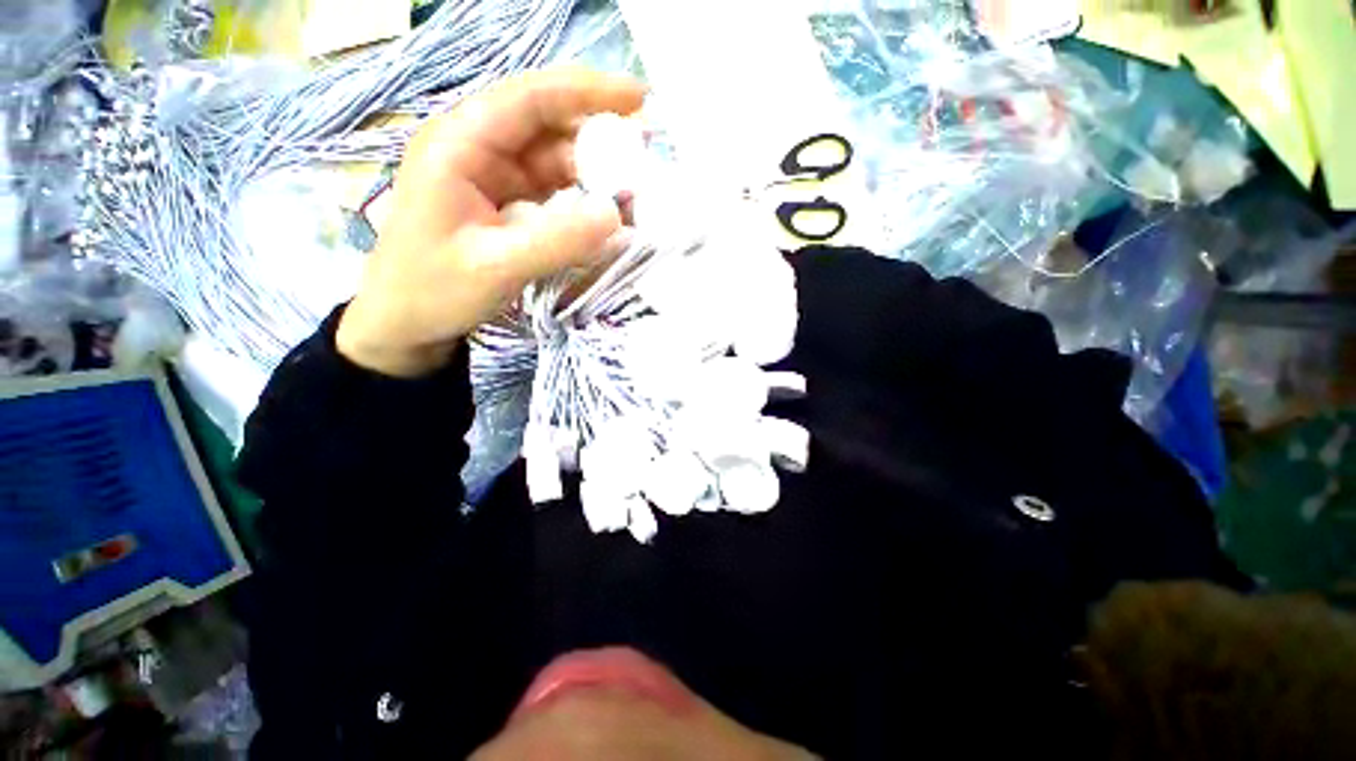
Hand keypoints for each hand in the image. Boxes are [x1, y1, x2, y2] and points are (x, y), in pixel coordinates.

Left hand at [337, 68, 645, 376]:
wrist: (405, 323)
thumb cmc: (433, 290)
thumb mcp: (496, 267)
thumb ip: (557, 241)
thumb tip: (617, 216)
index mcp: (459, 144)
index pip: (530, 98)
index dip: (587, 92)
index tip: (640, 98)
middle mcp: (478, 149)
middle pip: (548, 126)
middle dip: (600, 138)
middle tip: (646, 159)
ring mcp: (494, 177)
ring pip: (556, 160)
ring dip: (596, 174)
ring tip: (635, 195)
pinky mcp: (508, 203)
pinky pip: (554, 191)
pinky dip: (584, 201)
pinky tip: (608, 215)